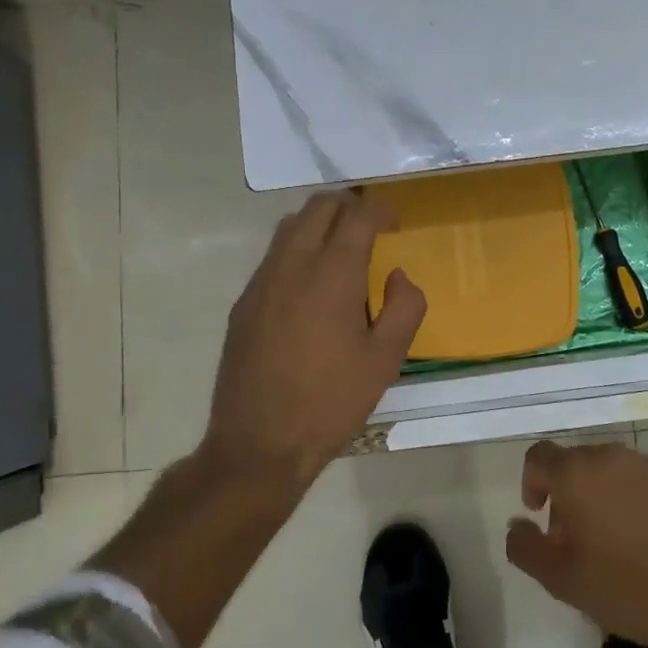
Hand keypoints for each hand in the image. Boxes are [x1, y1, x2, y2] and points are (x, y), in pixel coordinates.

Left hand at [201, 190, 425, 488]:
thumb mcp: (385, 360)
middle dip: (349, 204)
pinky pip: (273, 255)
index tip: (395, 222)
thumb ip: (404, 308)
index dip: (380, 209)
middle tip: (372, 224)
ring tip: (342, 245)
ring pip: (290, 226)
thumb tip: (398, 276)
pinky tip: (311, 283)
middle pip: (319, 207)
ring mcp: (261, 282)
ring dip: (320, 221)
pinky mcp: (244, 303)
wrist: (259, 444)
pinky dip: (297, 247)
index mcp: (332, 275)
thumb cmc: (331, 402)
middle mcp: (292, 265)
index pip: (357, 215)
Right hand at [505, 440, 647, 647]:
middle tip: (576, 536)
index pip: (539, 456)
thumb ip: (525, 546)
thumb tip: (518, 524)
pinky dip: (638, 498)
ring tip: (615, 538)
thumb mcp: (560, 579)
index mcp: (577, 473)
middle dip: (569, 492)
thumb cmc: (624, 589)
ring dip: (604, 493)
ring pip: (613, 469)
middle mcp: (612, 456)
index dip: (532, 482)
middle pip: (577, 462)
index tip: (540, 514)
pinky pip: (647, 480)